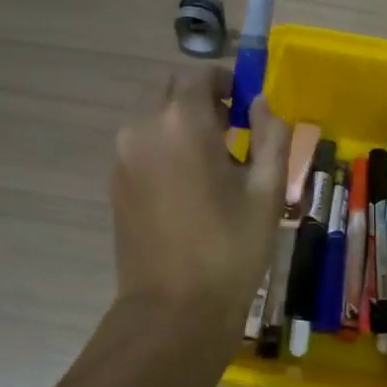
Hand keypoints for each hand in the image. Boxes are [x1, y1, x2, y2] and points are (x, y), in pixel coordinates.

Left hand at [111, 67, 289, 323]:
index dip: (228, 80)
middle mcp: (143, 127)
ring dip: (180, 118)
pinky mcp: (115, 181)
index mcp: (182, 122)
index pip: (201, 75)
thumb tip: (262, 104)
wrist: (173, 311)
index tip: (248, 102)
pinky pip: (140, 141)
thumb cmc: (230, 249)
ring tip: (214, 156)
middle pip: (169, 87)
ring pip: (151, 113)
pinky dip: (164, 141)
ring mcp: (122, 155)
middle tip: (233, 125)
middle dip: (201, 95)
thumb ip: (271, 135)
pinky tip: (190, 179)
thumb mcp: (267, 190)